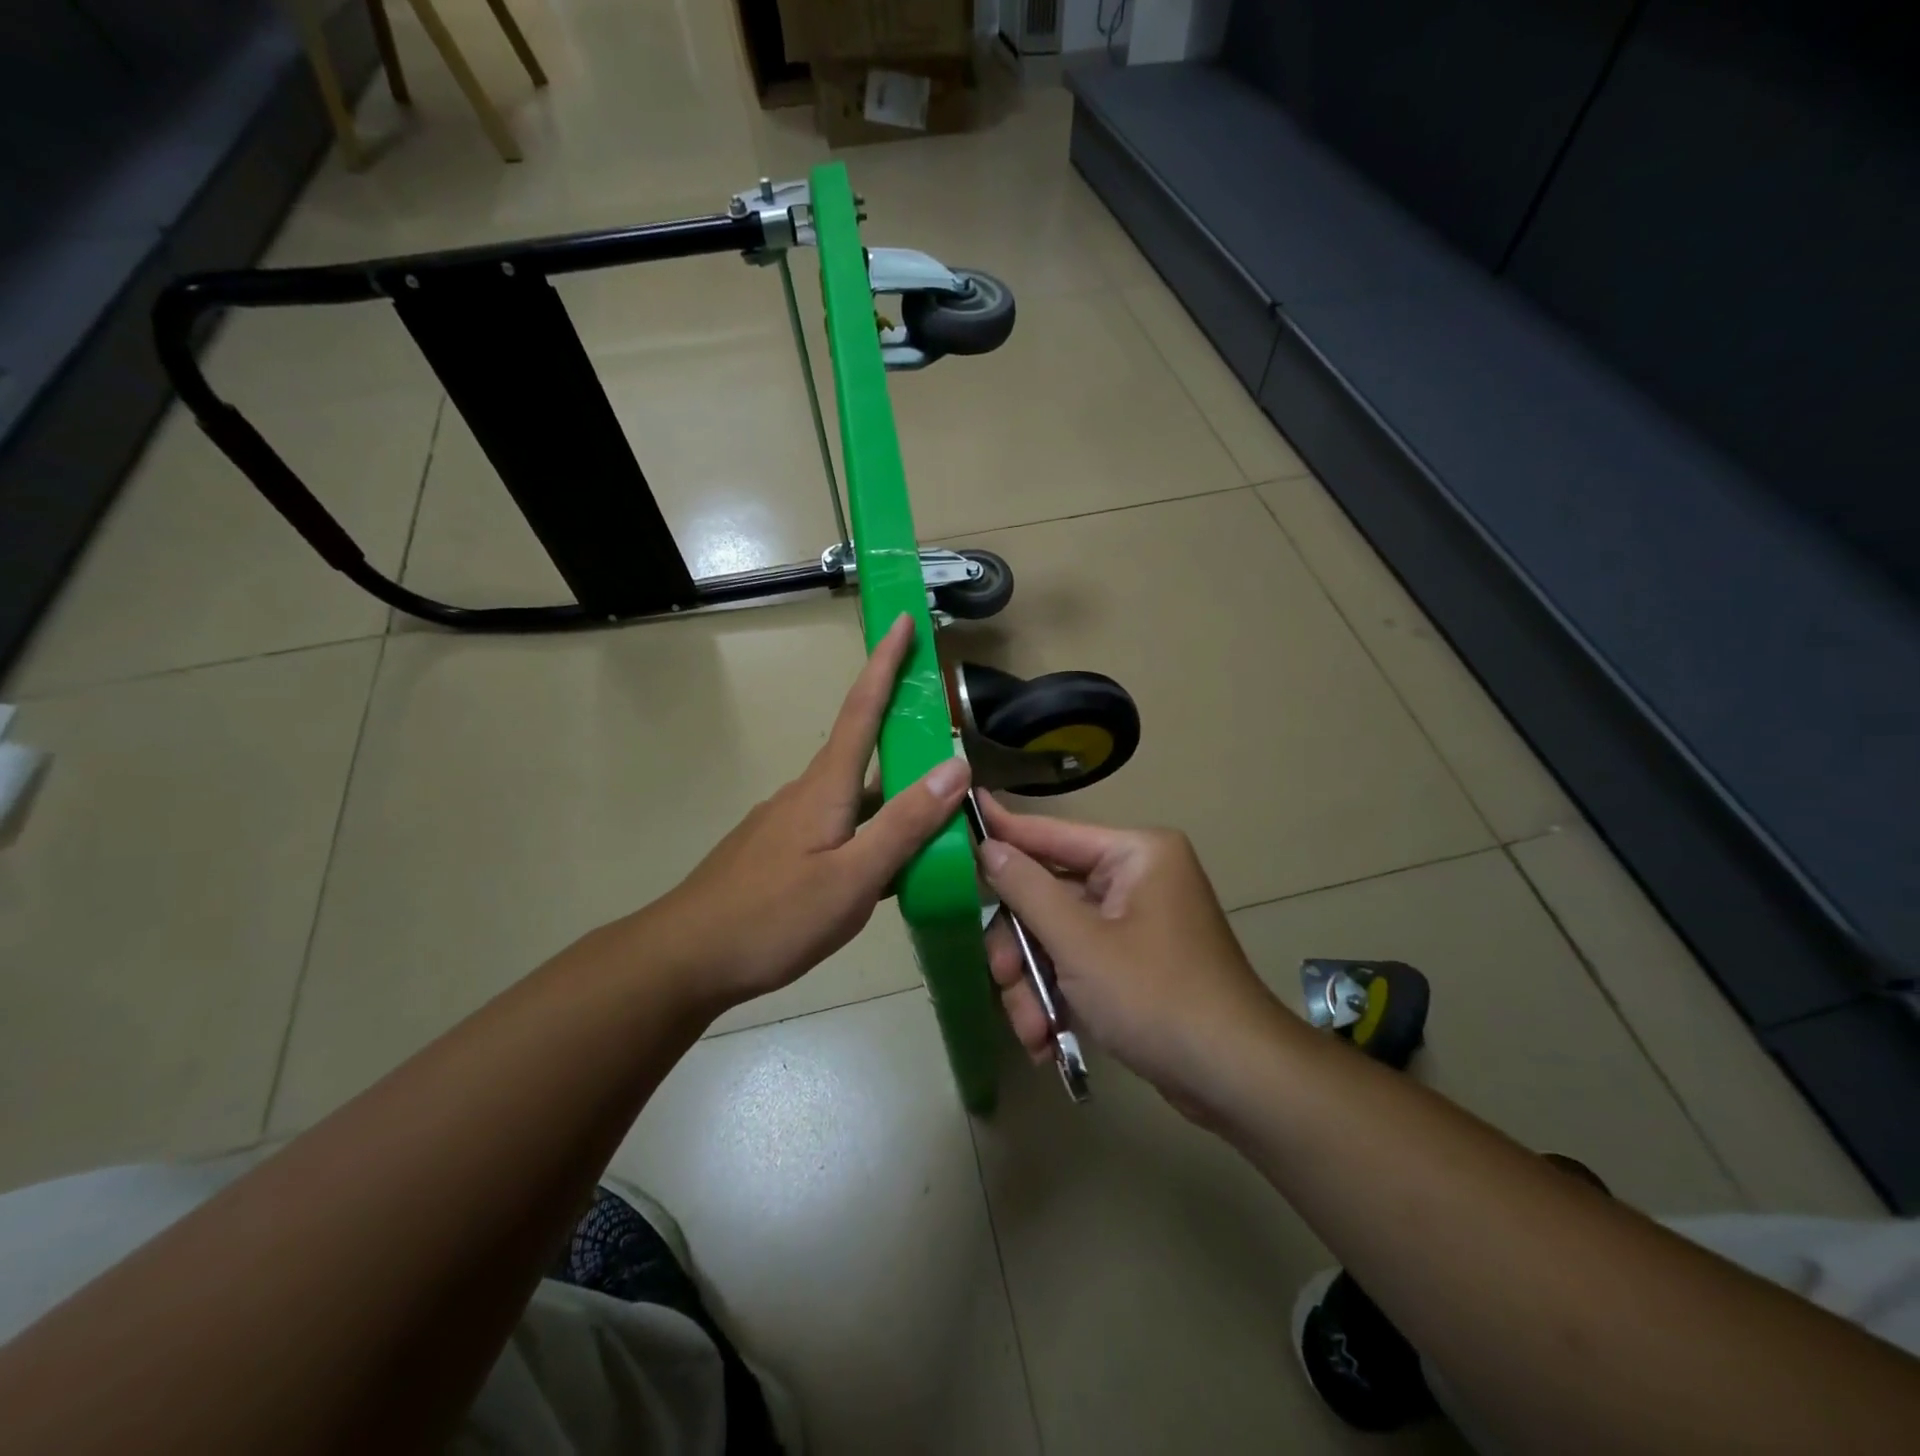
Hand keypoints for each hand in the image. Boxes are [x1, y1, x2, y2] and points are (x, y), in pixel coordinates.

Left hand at [644, 614, 969, 1011]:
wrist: (684, 959)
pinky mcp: (779, 852)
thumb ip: (905, 824)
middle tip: (948, 745)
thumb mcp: (853, 878)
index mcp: (825, 788)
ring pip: (854, 798)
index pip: (862, 708)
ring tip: (936, 825)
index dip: (885, 663)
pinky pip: (838, 828)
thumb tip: (955, 766)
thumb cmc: (773, 918)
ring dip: (893, 799)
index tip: (901, 620)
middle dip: (905, 738)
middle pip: (864, 752)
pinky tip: (887, 871)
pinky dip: (870, 834)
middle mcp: (806, 793)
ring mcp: (788, 823)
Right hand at [977, 793, 1281, 1110]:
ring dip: (1036, 985)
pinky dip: (1059, 998)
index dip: (1005, 829)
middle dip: (1021, 948)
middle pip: (1049, 896)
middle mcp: (1135, 878)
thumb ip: (1027, 890)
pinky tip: (1047, 1039)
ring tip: (1031, 1032)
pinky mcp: (1134, 962)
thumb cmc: (1156, 996)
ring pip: (1057, 937)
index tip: (963, 811)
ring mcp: (1135, 922)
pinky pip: (1079, 963)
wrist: (1236, 1079)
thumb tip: (989, 847)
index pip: (1052, 834)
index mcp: (1135, 854)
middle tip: (1001, 979)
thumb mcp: (1080, 943)